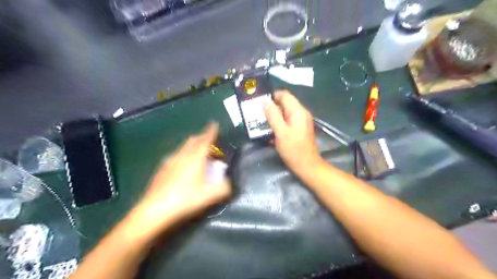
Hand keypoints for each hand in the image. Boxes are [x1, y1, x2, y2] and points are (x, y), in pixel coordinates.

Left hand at [132, 124, 232, 236]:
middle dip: (202, 137)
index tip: (215, 124)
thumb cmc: (185, 199)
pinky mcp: (162, 169)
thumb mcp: (210, 195)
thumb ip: (224, 187)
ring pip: (183, 147)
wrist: (155, 210)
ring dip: (193, 146)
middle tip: (210, 142)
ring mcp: (170, 161)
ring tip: (198, 154)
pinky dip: (184, 155)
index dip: (212, 131)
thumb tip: (229, 183)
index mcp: (195, 158)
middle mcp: (182, 155)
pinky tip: (183, 166)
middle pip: (193, 140)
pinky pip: (176, 155)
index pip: (205, 139)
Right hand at [264, 91, 321, 173]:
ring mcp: (301, 121)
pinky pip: (287, 120)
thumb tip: (265, 101)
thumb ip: (273, 115)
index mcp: (298, 111)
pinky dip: (279, 123)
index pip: (284, 94)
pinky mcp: (300, 128)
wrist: (307, 166)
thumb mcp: (281, 132)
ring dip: (274, 116)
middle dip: (271, 107)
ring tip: (262, 122)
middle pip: (284, 103)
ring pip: (285, 112)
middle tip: (258, 114)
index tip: (260, 104)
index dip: (271, 96)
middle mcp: (301, 113)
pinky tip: (271, 131)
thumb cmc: (293, 150)